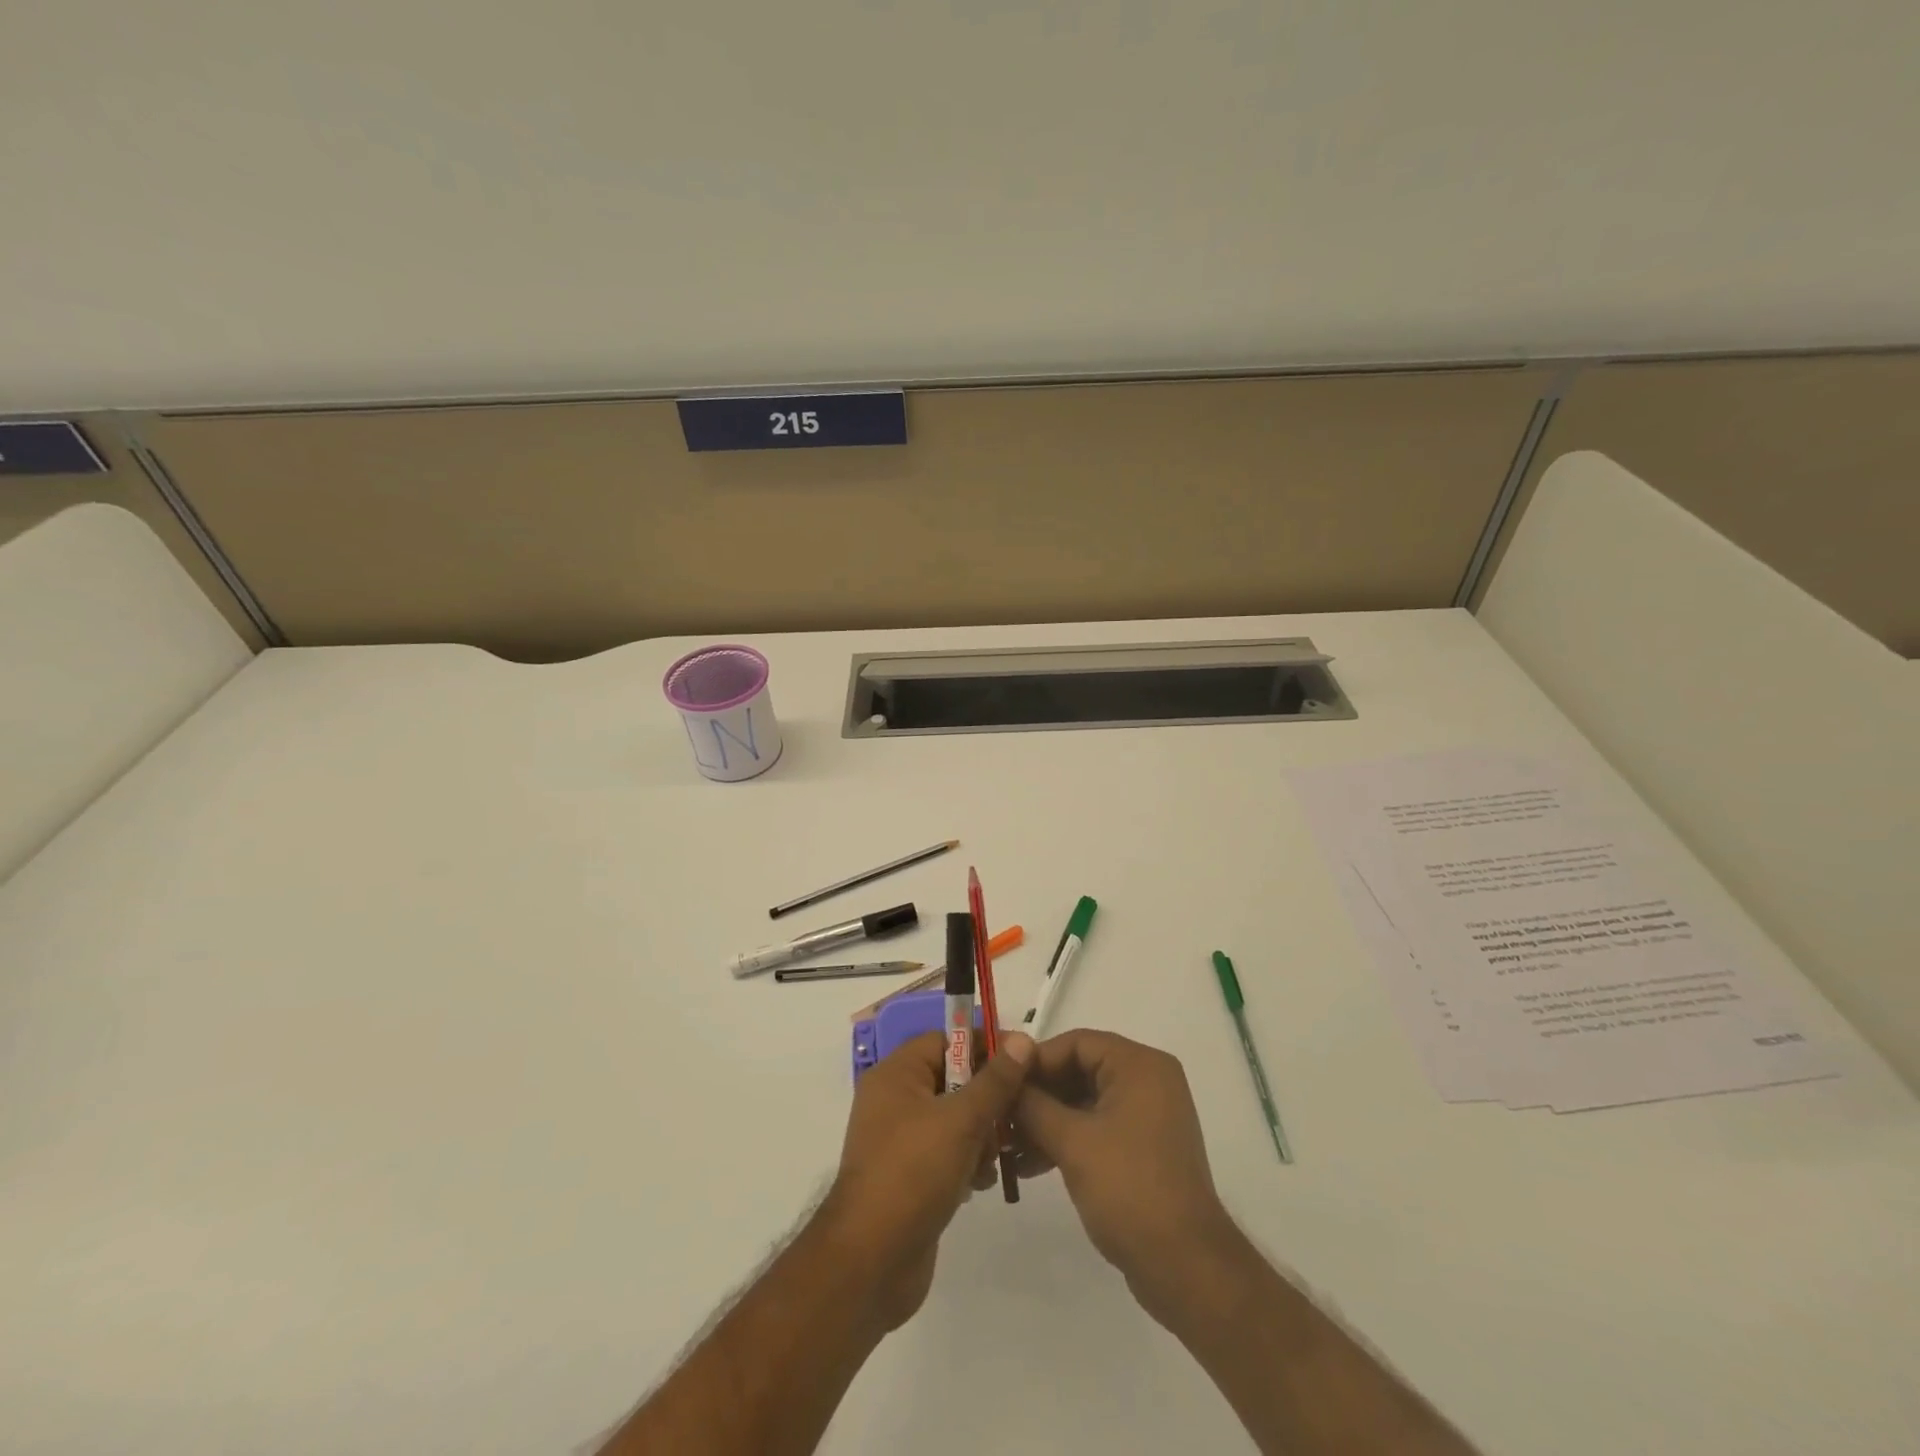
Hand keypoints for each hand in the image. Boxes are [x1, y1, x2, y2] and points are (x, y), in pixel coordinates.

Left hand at [822, 1029, 1031, 1330]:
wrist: (870, 1263)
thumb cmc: (913, 1174)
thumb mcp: (961, 1120)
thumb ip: (995, 1080)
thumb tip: (1023, 1039)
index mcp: (896, 1074)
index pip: (946, 1040)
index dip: (984, 1046)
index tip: (1022, 1061)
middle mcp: (894, 1100)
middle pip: (952, 1079)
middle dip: (987, 1096)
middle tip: (1017, 1115)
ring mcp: (900, 1140)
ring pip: (954, 1118)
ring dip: (981, 1132)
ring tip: (997, 1155)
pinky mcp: (909, 1176)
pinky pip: (946, 1151)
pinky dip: (967, 1160)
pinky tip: (981, 1181)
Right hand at [1012, 1030, 1238, 1326]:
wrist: (1185, 1267)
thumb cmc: (1128, 1189)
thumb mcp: (1072, 1142)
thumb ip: (1033, 1104)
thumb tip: (1005, 1079)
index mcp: (1139, 1066)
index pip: (1077, 1043)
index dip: (1036, 1059)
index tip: (1000, 1080)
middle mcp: (1148, 1081)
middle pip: (1080, 1070)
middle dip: (1038, 1093)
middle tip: (999, 1112)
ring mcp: (1148, 1116)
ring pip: (1085, 1101)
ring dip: (1047, 1120)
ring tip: (1007, 1145)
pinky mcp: (1144, 1148)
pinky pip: (1097, 1127)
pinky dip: (1066, 1139)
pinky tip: (1031, 1164)